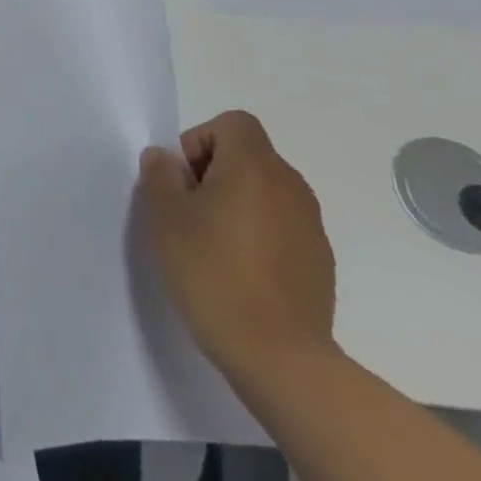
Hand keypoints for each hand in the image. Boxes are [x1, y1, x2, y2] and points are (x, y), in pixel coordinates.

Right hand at [137, 110, 336, 391]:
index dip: (200, 141)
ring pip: (264, 191)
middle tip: (187, 212)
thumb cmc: (211, 271)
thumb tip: (167, 159)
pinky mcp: (320, 260)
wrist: (278, 356)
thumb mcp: (164, 215)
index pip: (232, 124)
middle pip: (248, 155)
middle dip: (213, 172)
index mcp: (254, 168)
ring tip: (211, 244)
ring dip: (235, 203)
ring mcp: (311, 225)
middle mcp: (290, 187)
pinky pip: (281, 225)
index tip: (183, 181)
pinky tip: (239, 271)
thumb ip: (160, 174)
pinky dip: (257, 233)